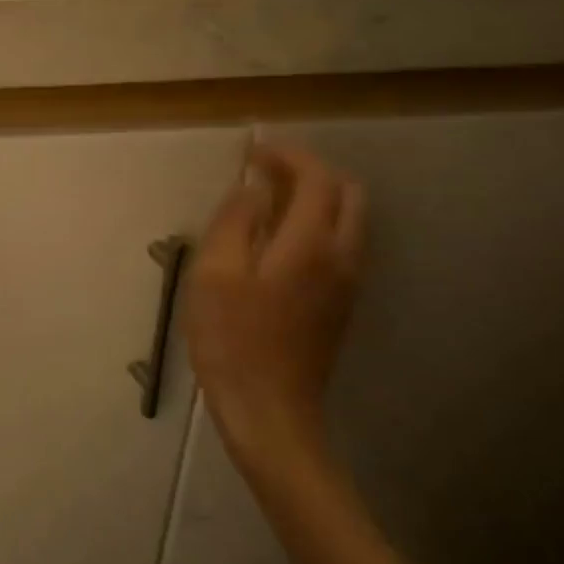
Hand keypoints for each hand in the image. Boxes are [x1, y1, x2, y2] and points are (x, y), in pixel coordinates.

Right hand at [182, 143, 364, 472]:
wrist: (269, 409)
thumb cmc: (231, 339)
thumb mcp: (215, 274)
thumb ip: (235, 222)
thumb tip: (253, 189)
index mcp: (311, 245)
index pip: (317, 179)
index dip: (287, 156)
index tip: (253, 153)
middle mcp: (342, 257)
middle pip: (347, 194)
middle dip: (309, 172)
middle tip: (264, 173)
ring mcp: (347, 284)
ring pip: (348, 221)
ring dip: (315, 199)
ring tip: (266, 203)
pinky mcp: (339, 305)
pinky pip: (339, 246)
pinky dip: (315, 226)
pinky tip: (276, 242)